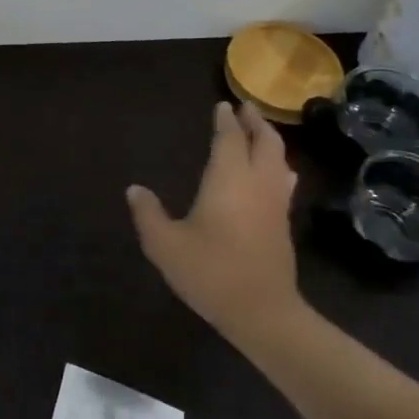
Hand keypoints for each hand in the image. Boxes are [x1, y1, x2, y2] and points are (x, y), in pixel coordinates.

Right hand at [127, 101, 308, 350]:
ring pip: (279, 160)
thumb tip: (135, 189)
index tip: (222, 105)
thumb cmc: (211, 272)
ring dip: (270, 142)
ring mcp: (275, 204)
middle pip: (265, 143)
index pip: (229, 139)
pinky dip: (277, 165)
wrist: (263, 313)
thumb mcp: (165, 245)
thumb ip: (148, 214)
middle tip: (246, 108)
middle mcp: (257, 184)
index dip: (225, 121)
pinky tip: (275, 174)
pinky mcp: (283, 224)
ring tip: (259, 133)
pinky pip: (284, 181)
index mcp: (228, 179)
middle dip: (256, 123)